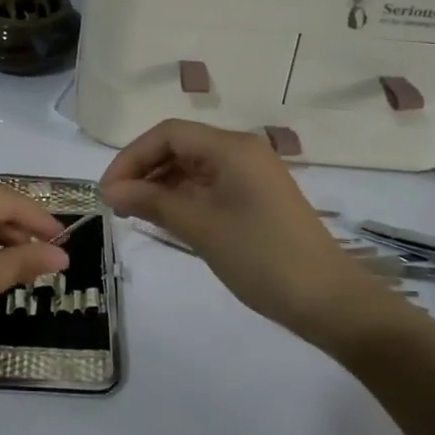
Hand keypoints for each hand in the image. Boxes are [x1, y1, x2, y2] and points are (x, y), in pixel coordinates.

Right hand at [100, 120, 396, 342]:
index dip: (131, 157)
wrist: (327, 300)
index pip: (168, 134)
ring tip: (133, 213)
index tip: (107, 191)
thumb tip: (110, 190)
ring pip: (192, 166)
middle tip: (115, 205)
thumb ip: (153, 202)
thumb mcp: (201, 227)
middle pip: (179, 146)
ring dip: (160, 184)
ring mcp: (251, 174)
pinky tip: (164, 218)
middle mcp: (241, 151)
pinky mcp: (255, 197)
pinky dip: (182, 197)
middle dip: (143, 170)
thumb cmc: (261, 257)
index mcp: (231, 147)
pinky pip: (209, 185)